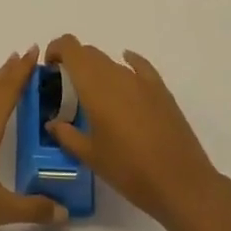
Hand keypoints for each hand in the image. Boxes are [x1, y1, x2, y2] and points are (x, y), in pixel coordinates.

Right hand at [44, 35, 222, 230]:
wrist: (180, 182)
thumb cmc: (128, 170)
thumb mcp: (91, 156)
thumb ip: (67, 135)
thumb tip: (52, 123)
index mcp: (94, 86)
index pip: (71, 48)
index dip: (57, 49)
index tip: (50, 67)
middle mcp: (116, 75)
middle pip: (89, 53)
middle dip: (74, 62)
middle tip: (66, 87)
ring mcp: (141, 80)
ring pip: (111, 62)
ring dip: (97, 70)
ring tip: (94, 95)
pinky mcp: (160, 90)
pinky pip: (139, 66)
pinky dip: (128, 63)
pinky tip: (125, 70)